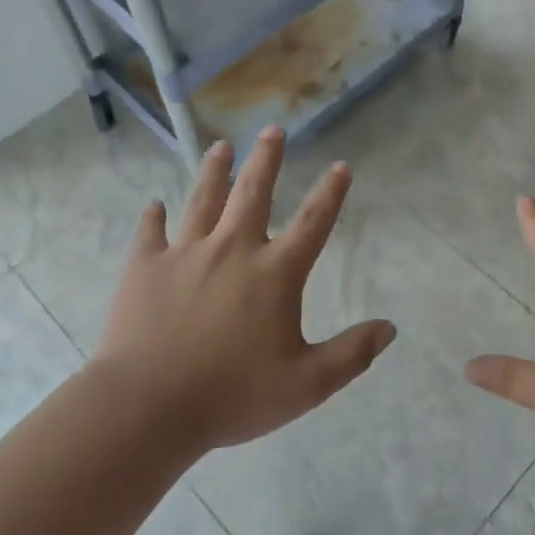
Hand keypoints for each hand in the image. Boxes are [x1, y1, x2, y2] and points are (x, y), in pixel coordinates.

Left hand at [90, 126, 395, 453]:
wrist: (147, 406)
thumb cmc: (232, 395)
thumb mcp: (306, 384)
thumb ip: (351, 354)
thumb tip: (390, 328)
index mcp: (274, 273)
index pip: (312, 223)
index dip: (330, 193)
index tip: (341, 165)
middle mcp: (233, 250)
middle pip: (254, 193)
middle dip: (266, 158)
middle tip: (271, 129)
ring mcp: (185, 254)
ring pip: (203, 200)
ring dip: (214, 171)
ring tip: (219, 147)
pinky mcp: (144, 267)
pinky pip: (150, 233)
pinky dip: (153, 218)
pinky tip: (154, 206)